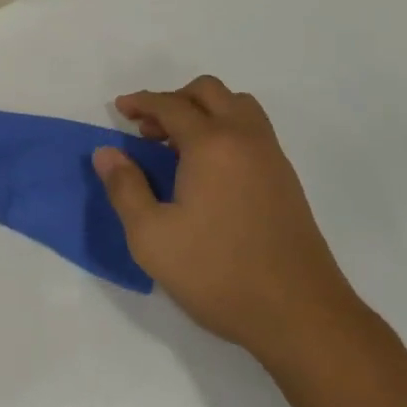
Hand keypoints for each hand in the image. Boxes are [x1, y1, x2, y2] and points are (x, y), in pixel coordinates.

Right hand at [94, 76, 361, 360]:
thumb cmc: (217, 273)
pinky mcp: (286, 179)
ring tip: (178, 146)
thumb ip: (124, 187)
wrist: (300, 315)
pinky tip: (208, 170)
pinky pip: (252, 130)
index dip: (141, 102)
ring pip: (237, 106)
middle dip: (174, 100)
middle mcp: (245, 138)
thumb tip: (106, 152)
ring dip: (204, 111)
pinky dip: (225, 129)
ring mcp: (271, 157)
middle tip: (148, 130)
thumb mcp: (151, 237)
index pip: (171, 105)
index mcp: (211, 144)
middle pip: (209, 92)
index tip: (120, 109)